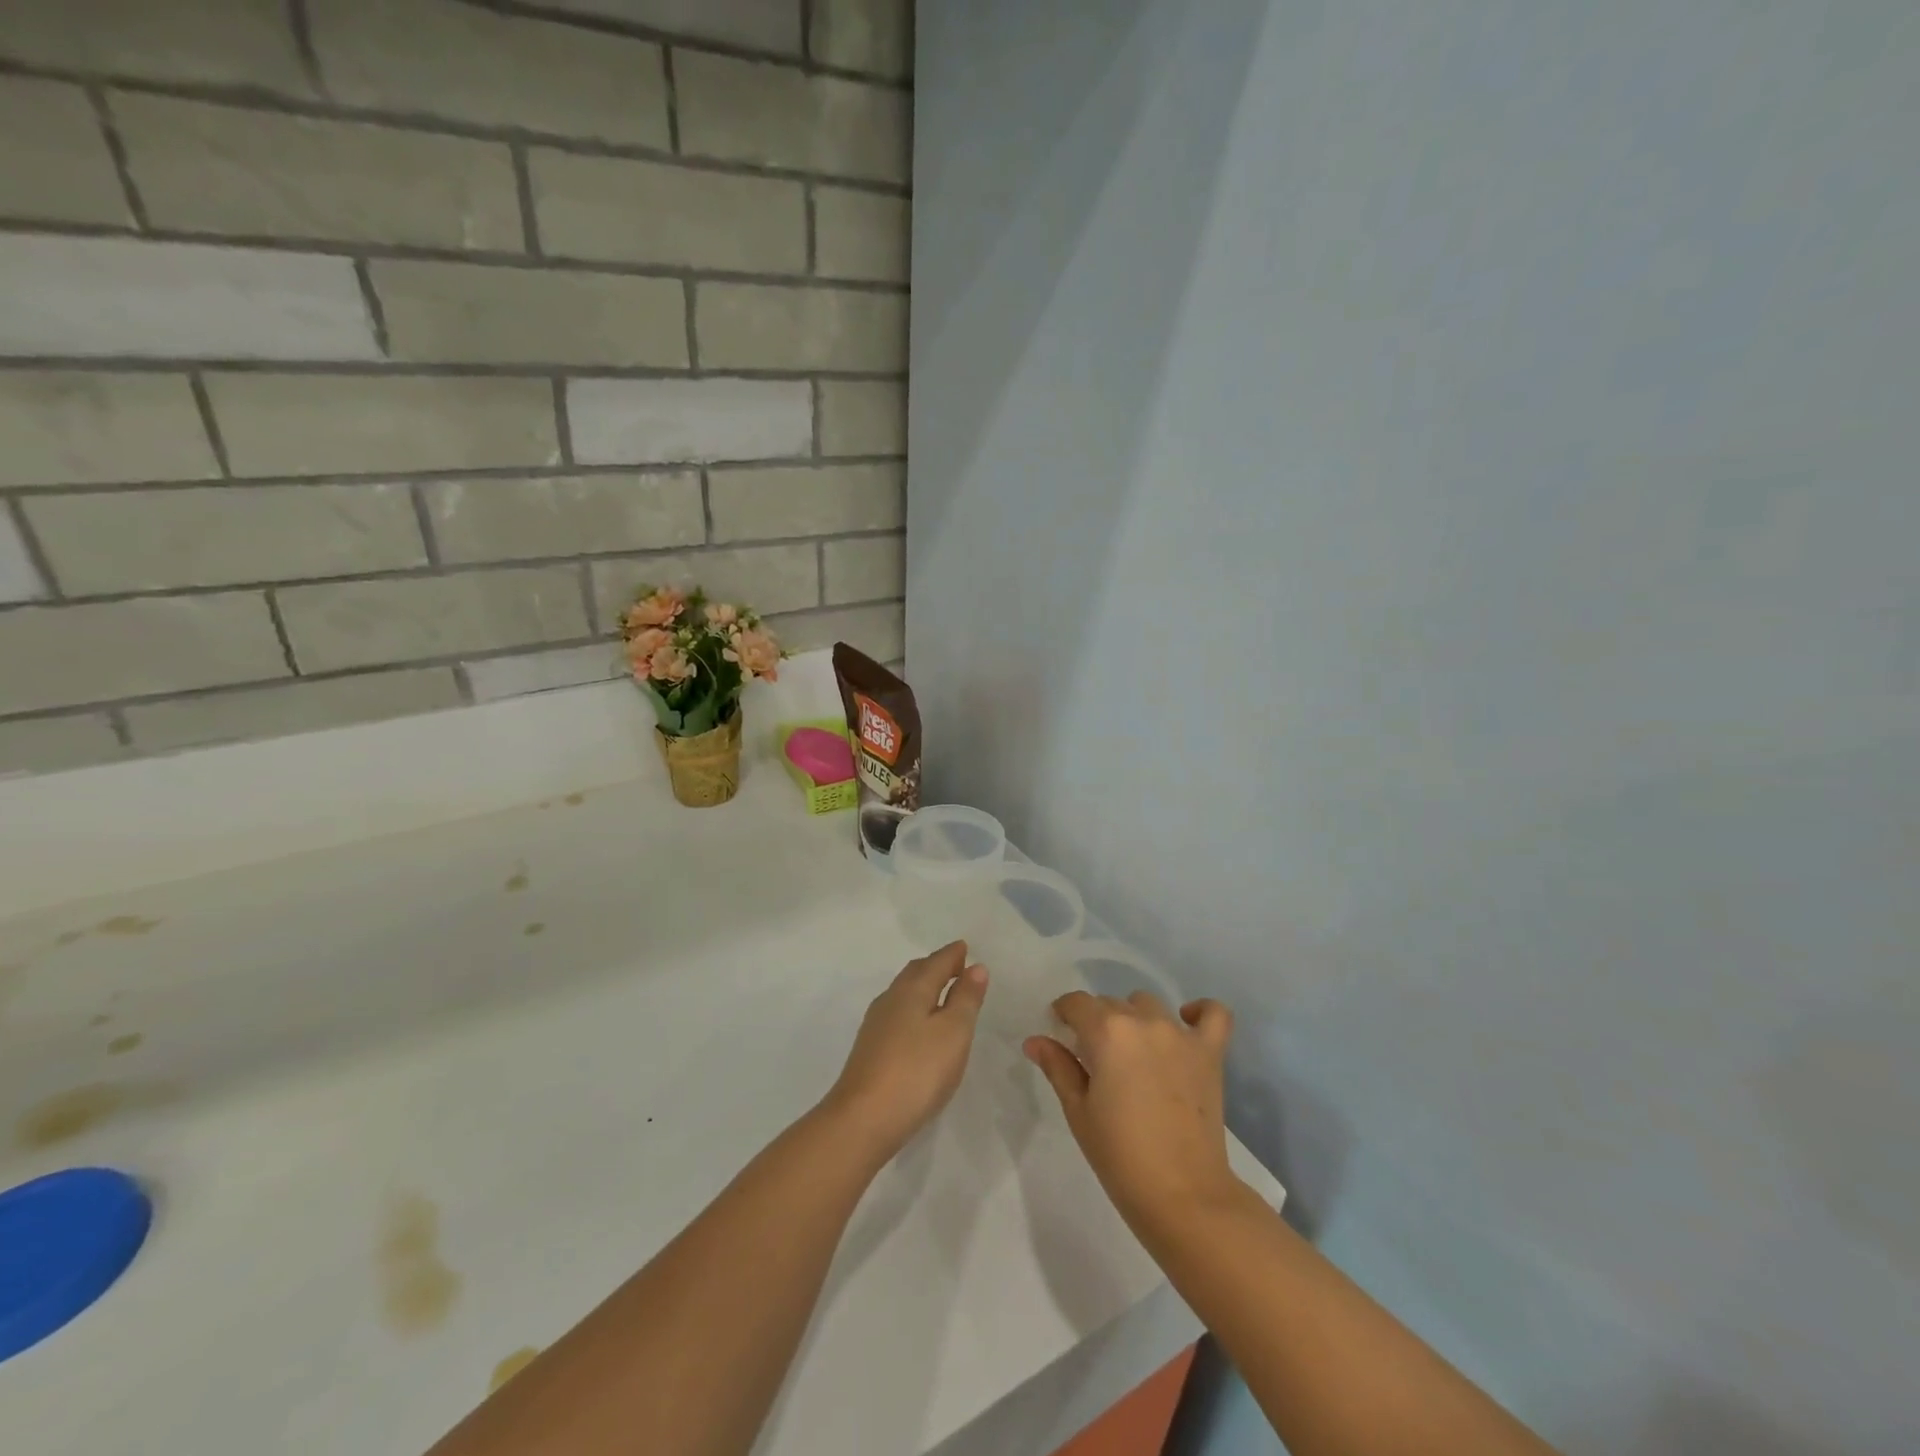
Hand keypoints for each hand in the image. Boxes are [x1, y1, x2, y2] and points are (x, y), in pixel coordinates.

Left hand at [823, 942, 987, 1161]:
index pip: (936, 962)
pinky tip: (919, 1028)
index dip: (953, 955)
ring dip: (924, 988)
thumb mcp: (954, 1032)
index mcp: (912, 990)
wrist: (863, 1119)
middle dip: (936, 966)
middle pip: (916, 973)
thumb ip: (965, 998)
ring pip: (904, 993)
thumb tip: (975, 967)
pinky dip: (914, 1009)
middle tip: (956, 967)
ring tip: (942, 995)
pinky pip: (897, 1014)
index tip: (965, 948)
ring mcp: (876, 1025)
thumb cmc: (917, 1071)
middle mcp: (891, 999)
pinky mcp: (870, 1049)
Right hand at [1025, 992, 1241, 1236]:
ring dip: (1135, 1020)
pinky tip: (1186, 1024)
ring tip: (1133, 1055)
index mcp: (1106, 1031)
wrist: (1183, 1196)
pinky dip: (1200, 1012)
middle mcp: (1144, 1021)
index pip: (1076, 1003)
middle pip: (1110, 1004)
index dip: (1064, 1015)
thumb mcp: (1079, 1111)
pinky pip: (1213, 1014)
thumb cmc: (1120, 1156)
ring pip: (1148, 1006)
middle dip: (1096, 1023)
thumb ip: (1058, 1067)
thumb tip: (1035, 1040)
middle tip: (1095, 1061)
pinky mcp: (1210, 1052)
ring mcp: (1180, 1034)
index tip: (1061, 1035)